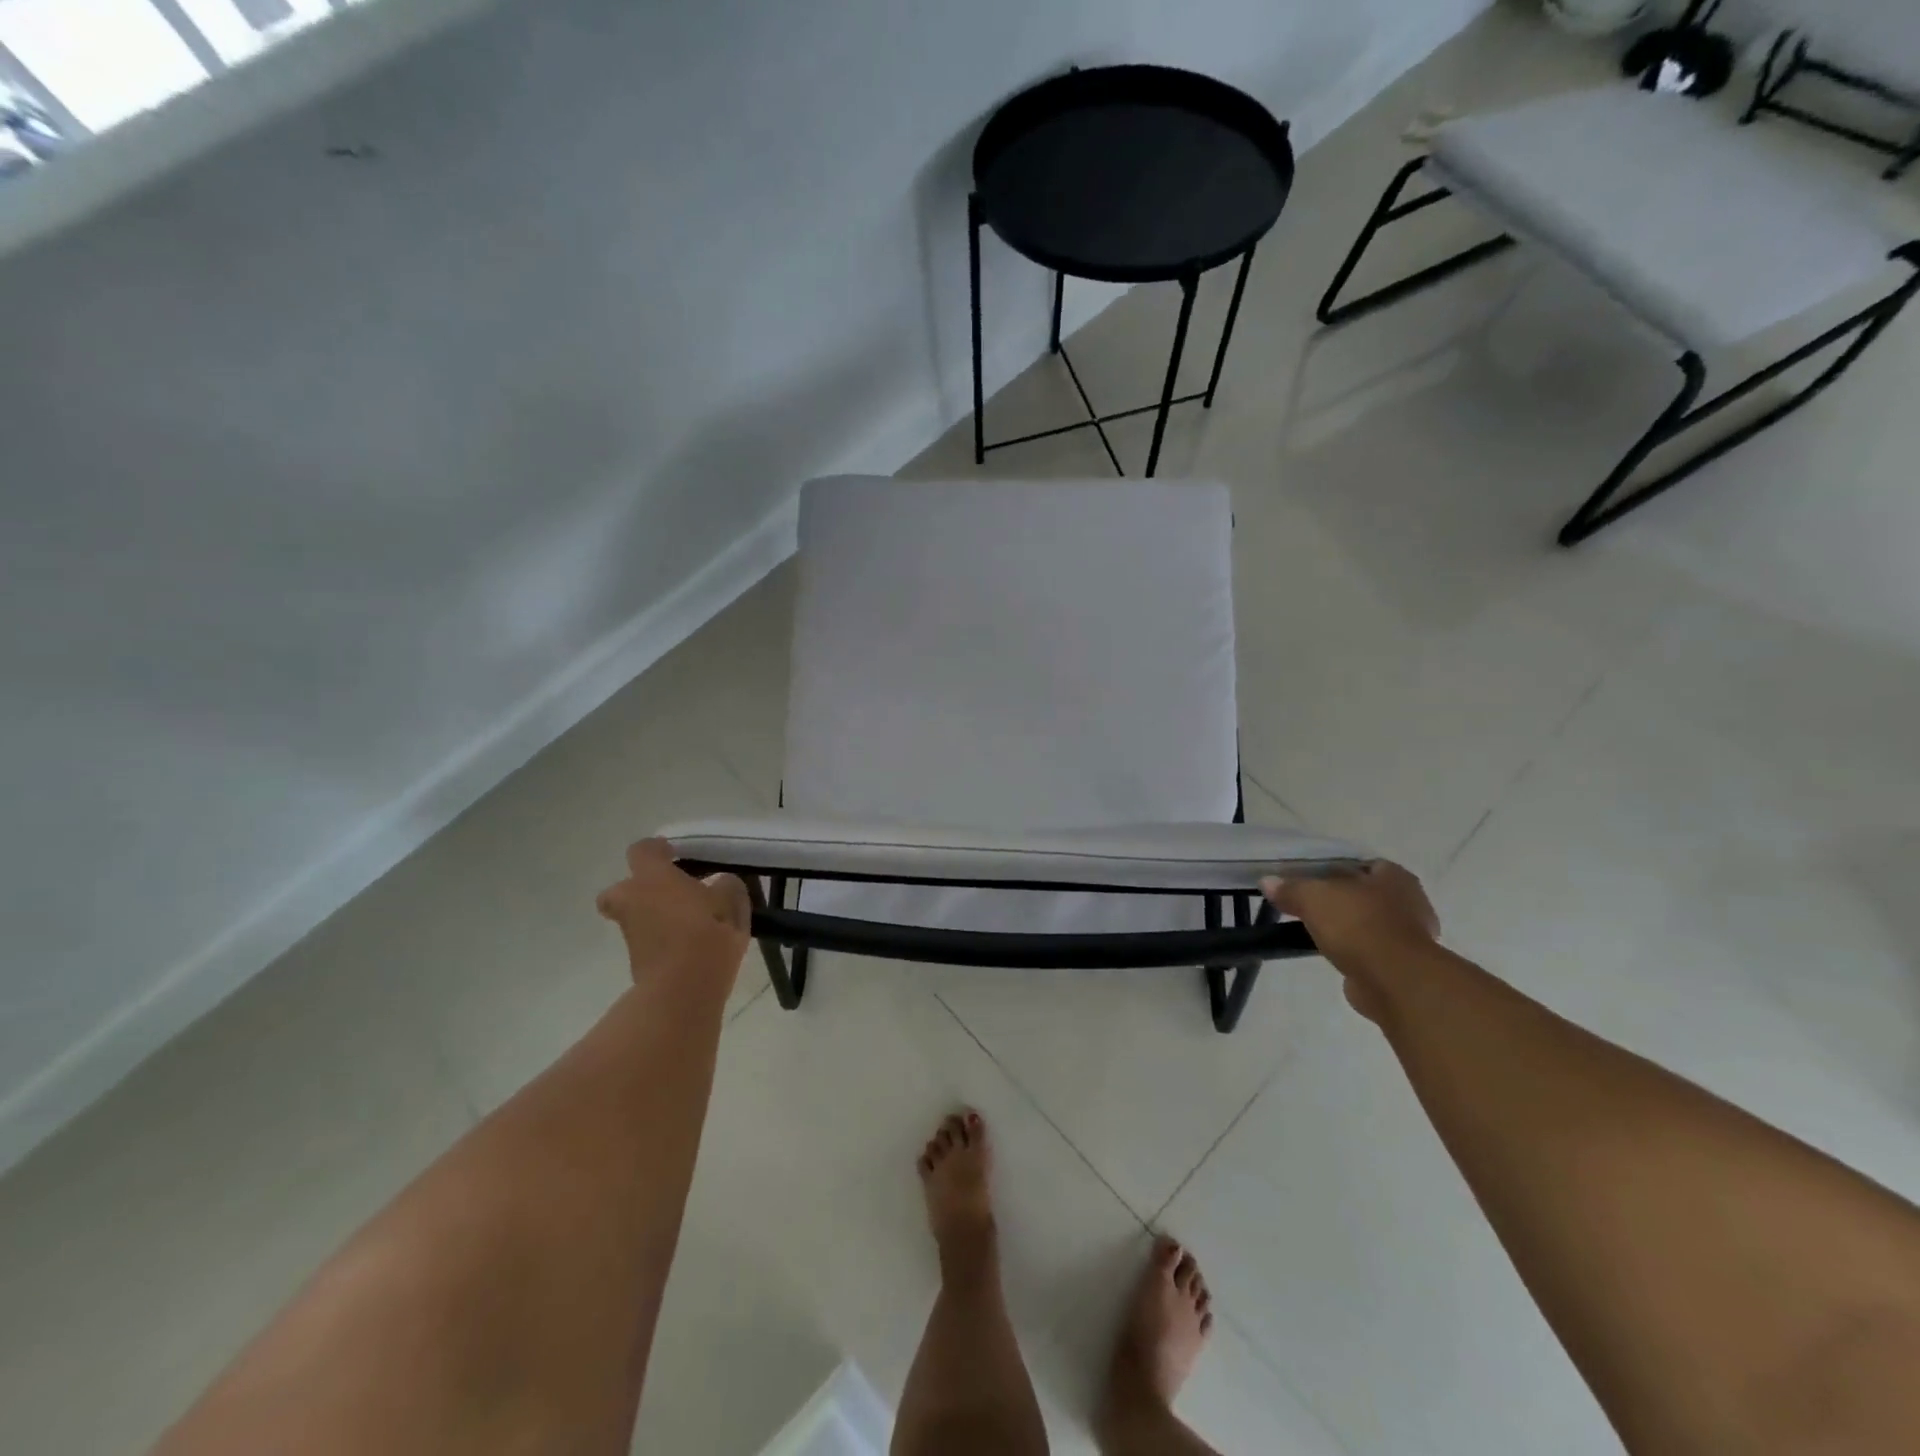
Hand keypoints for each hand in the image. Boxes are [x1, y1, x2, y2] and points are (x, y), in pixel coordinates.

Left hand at [597, 839, 750, 991]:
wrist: (683, 990)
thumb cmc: (707, 933)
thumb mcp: (731, 902)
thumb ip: (726, 886)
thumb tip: (721, 884)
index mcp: (652, 878)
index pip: (642, 850)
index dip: (656, 849)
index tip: (673, 853)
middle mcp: (633, 901)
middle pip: (620, 889)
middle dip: (637, 890)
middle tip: (668, 894)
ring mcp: (631, 934)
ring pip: (634, 917)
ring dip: (653, 916)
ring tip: (688, 922)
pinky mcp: (636, 962)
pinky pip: (647, 941)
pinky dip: (661, 940)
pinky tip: (689, 945)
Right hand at [1261, 862, 1438, 1022]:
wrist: (1394, 981)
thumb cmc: (1357, 925)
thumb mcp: (1312, 897)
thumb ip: (1290, 888)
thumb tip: (1267, 881)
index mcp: (1394, 876)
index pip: (1362, 864)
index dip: (1335, 868)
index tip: (1309, 878)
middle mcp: (1409, 902)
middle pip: (1365, 894)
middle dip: (1340, 899)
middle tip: (1309, 903)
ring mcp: (1410, 936)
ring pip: (1368, 923)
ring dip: (1347, 927)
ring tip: (1314, 930)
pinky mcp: (1403, 966)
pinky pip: (1370, 950)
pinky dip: (1354, 951)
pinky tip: (1331, 954)